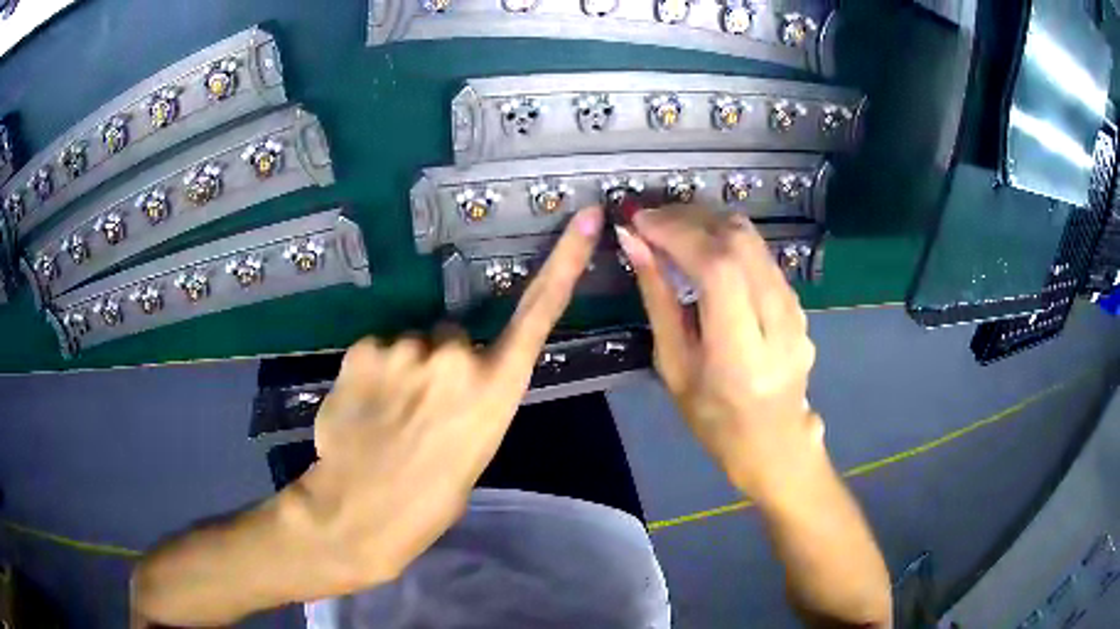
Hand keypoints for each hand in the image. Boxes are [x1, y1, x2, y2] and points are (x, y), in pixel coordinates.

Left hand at [302, 207, 603, 586]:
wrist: (361, 511)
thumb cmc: (430, 498)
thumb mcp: (473, 449)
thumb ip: (473, 399)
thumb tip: (454, 378)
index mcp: (496, 389)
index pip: (540, 314)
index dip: (565, 262)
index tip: (588, 218)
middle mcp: (457, 356)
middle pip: (452, 335)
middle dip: (440, 360)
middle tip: (420, 407)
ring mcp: (407, 347)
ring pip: (410, 343)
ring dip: (403, 367)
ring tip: (387, 412)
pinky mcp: (365, 348)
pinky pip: (377, 349)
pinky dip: (372, 370)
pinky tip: (363, 403)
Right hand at [616, 206, 825, 505]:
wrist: (774, 441)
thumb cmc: (714, 419)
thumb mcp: (674, 366)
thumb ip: (658, 299)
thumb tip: (634, 242)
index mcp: (741, 356)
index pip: (718, 269)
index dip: (678, 234)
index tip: (640, 221)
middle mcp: (779, 325)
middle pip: (740, 242)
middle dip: (690, 218)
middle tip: (652, 221)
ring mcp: (796, 311)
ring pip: (753, 240)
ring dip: (708, 223)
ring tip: (672, 229)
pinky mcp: (800, 302)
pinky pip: (761, 254)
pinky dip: (727, 239)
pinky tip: (703, 249)